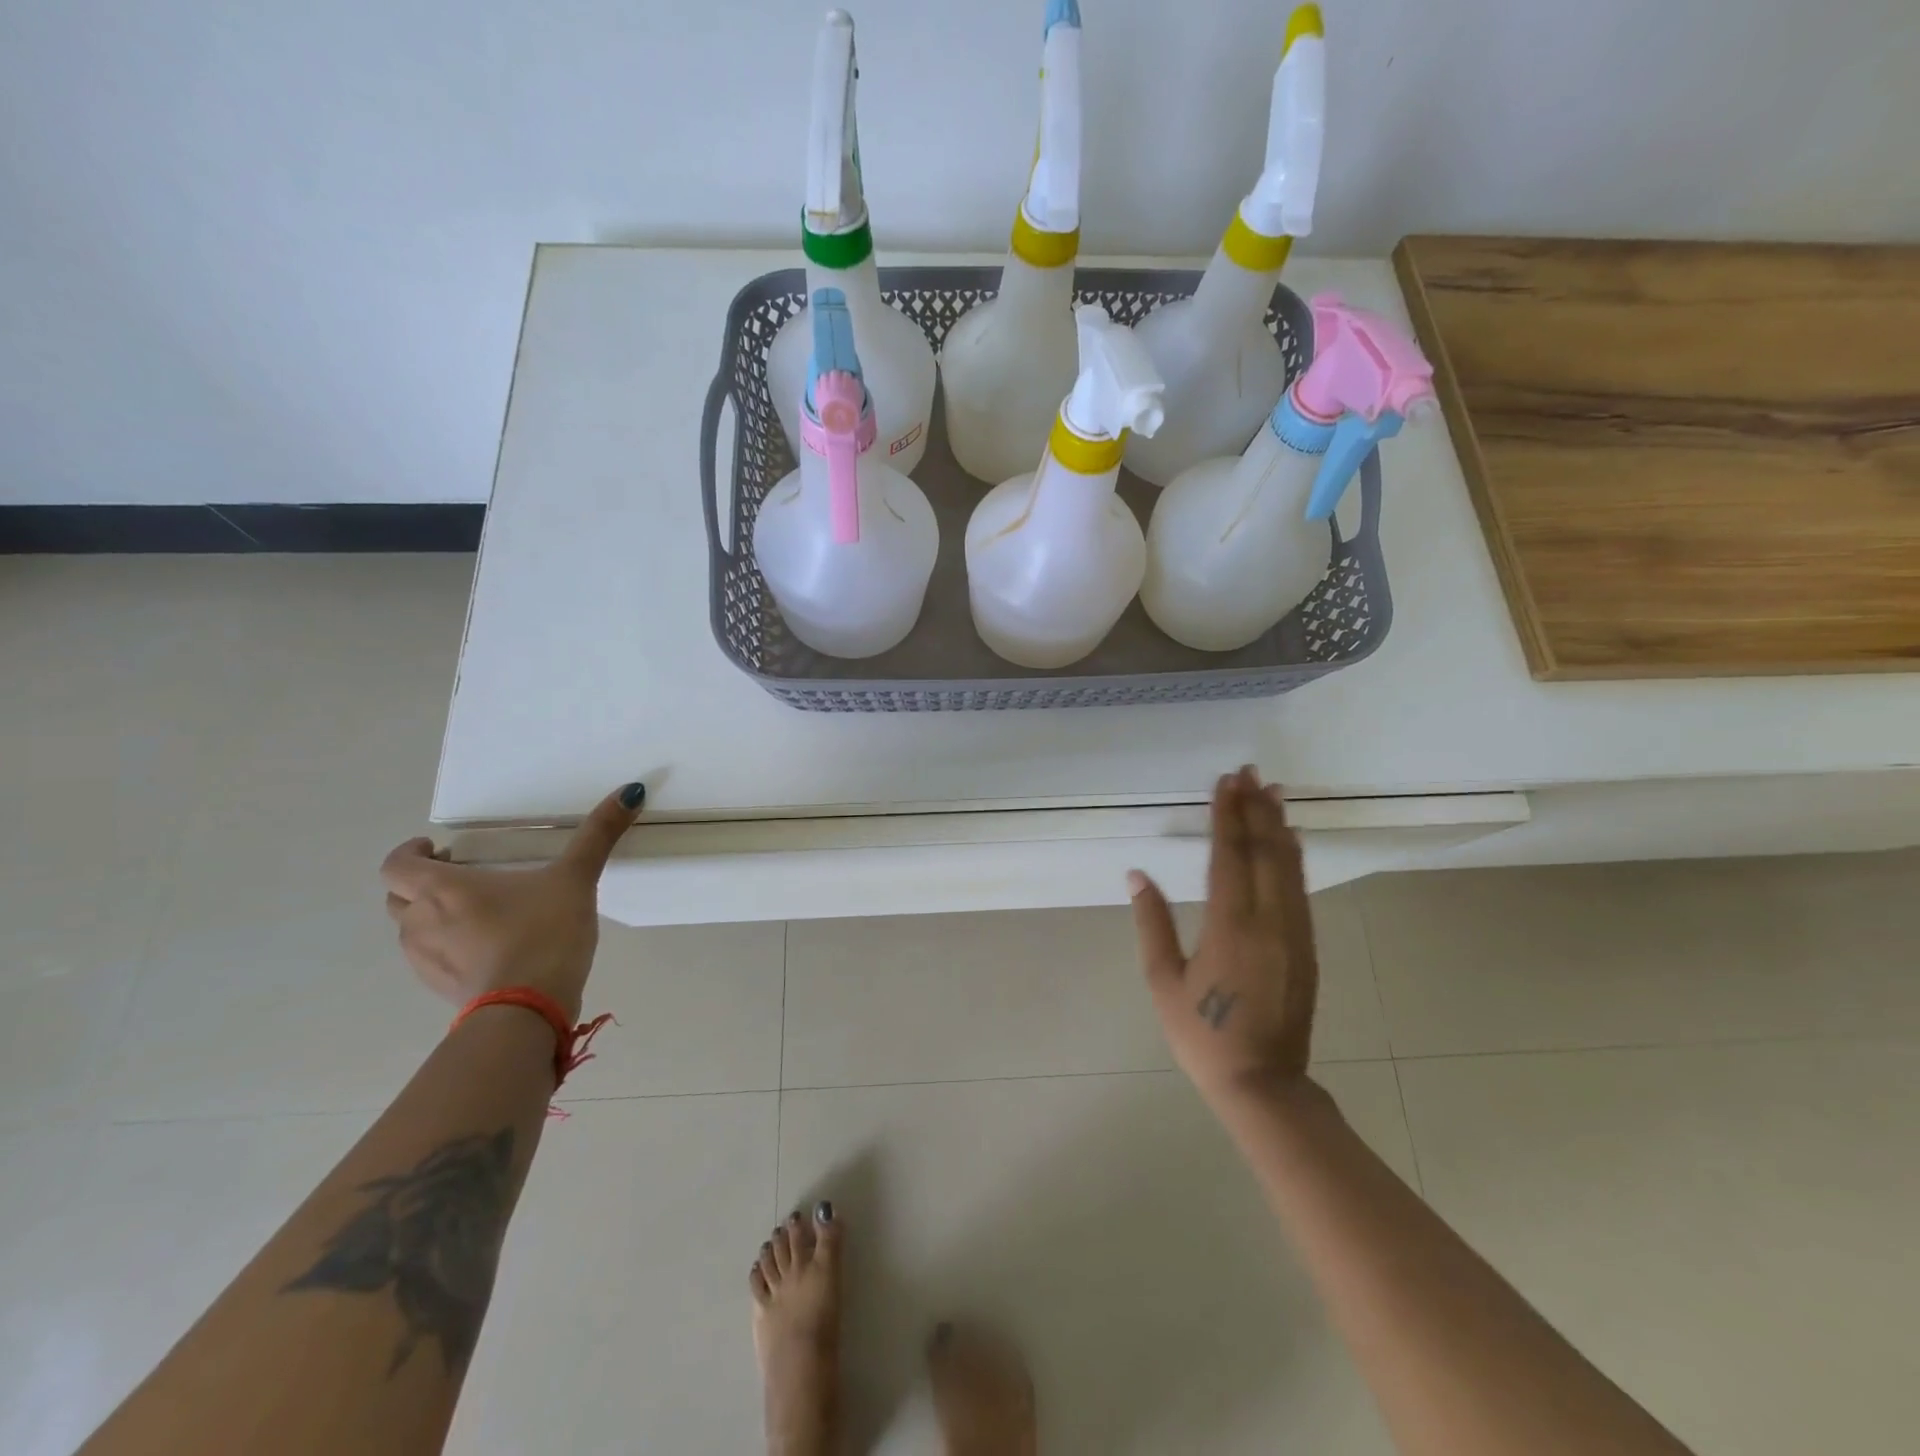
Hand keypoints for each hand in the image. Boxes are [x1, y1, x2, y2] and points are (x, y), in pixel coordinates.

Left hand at [379, 784, 646, 1021]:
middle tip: (462, 878)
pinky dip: (447, 948)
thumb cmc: (543, 932)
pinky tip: (487, 950)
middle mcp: (421, 922)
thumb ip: (599, 835)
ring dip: (431, 918)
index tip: (439, 849)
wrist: (528, 1010)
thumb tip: (630, 790)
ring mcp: (425, 961)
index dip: (410, 853)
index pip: (396, 865)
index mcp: (444, 888)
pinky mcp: (440, 990)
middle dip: (422, 884)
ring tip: (477, 915)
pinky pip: (431, 960)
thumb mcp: (576, 878)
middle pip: (398, 897)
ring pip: (411, 930)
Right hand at [1128, 766, 1318, 1105]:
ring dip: (1278, 826)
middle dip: (1255, 808)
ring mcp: (1294, 932)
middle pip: (1264, 851)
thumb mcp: (1163, 981)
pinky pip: (1300, 889)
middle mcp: (1269, 920)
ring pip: (1288, 866)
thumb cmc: (1203, 1034)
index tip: (1225, 782)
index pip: (1229, 856)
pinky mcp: (1307, 946)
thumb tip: (1137, 874)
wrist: (1263, 1084)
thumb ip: (1152, 922)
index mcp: (1230, 926)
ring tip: (1272, 792)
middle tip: (1249, 772)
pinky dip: (1294, 858)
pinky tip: (1291, 841)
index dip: (1226, 815)